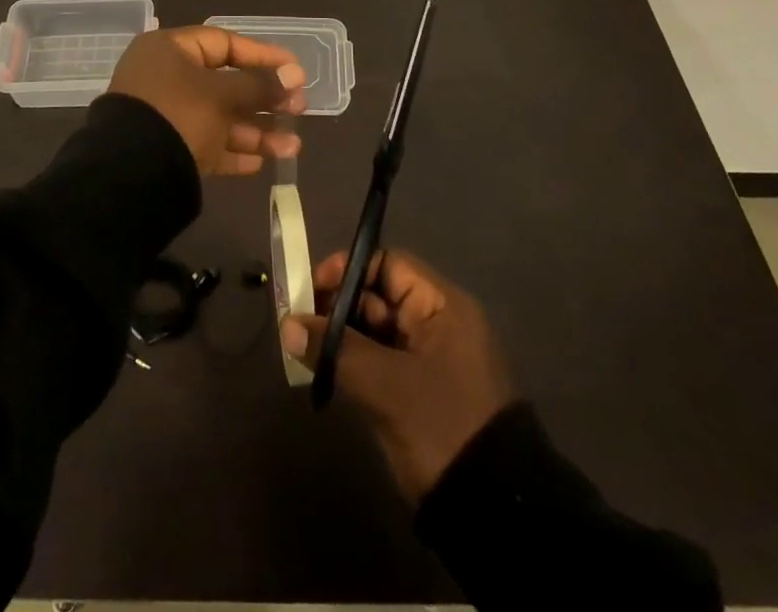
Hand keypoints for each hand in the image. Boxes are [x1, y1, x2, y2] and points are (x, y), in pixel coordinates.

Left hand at [108, 26, 306, 175]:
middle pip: (225, 84)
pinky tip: (261, 163)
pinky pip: (206, 145)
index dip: (262, 55)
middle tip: (299, 110)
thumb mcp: (222, 96)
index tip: (295, 69)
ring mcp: (165, 116)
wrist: (129, 175)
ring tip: (292, 148)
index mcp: (169, 50)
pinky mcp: (166, 150)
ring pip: (219, 118)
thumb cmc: (178, 115)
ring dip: (256, 132)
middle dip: (265, 100)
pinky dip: (232, 152)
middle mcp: (165, 78)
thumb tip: (295, 74)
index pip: (224, 43)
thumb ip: (260, 85)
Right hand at [281, 249, 514, 500]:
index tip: (312, 290)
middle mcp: (436, 323)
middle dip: (338, 306)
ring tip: (303, 348)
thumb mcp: (387, 386)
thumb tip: (287, 325)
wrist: (490, 512)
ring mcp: (427, 359)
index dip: (348, 270)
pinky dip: (352, 362)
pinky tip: (323, 371)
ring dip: (340, 336)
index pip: (388, 265)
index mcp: (442, 306)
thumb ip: (336, 350)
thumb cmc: (443, 426)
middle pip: (378, 296)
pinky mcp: (417, 391)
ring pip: (375, 331)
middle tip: (299, 323)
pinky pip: (378, 360)